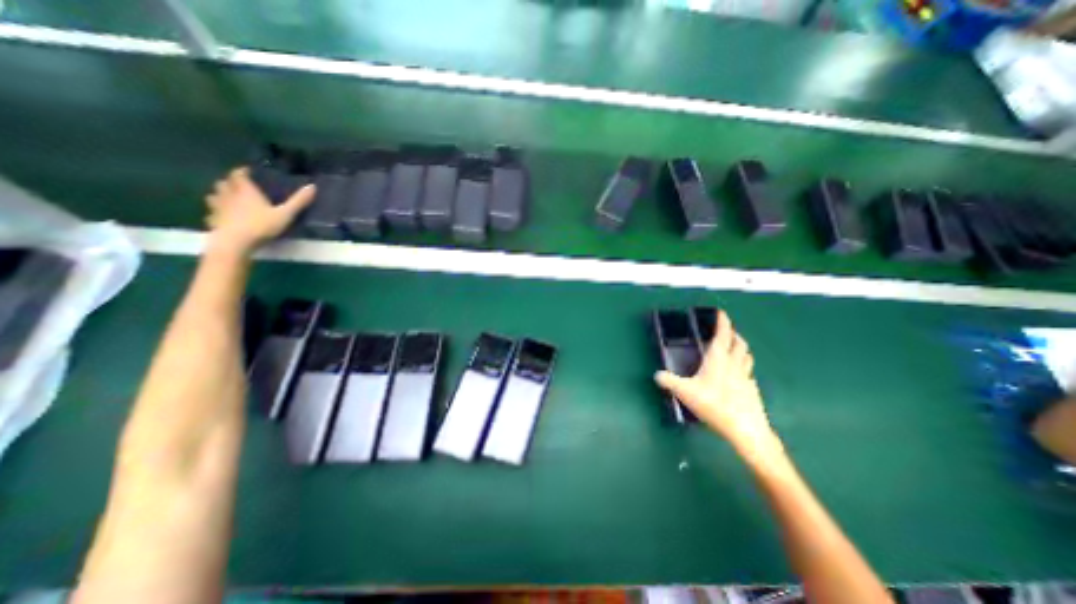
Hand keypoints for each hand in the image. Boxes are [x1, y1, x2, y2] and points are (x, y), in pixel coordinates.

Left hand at [202, 164, 315, 253]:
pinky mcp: (213, 221)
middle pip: (223, 183)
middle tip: (239, 186)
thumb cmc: (261, 225)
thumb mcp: (285, 214)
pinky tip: (223, 217)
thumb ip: (298, 201)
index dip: (242, 171)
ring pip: (214, 196)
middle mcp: (228, 195)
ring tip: (229, 199)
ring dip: (220, 195)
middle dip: (229, 182)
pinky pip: (212, 213)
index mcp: (245, 191)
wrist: (235, 242)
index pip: (238, 174)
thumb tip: (312, 186)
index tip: (248, 171)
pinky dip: (216, 212)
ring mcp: (218, 208)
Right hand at [652, 311, 788, 467]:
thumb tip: (657, 375)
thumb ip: (669, 381)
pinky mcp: (752, 389)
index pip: (723, 335)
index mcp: (719, 359)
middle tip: (726, 331)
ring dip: (741, 347)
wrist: (746, 430)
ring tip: (734, 348)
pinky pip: (748, 371)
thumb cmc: (715, 405)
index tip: (721, 313)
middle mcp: (734, 364)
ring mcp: (745, 376)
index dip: (723, 322)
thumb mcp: (685, 392)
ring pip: (746, 355)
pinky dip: (743, 366)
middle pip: (739, 343)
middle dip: (733, 334)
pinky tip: (737, 374)